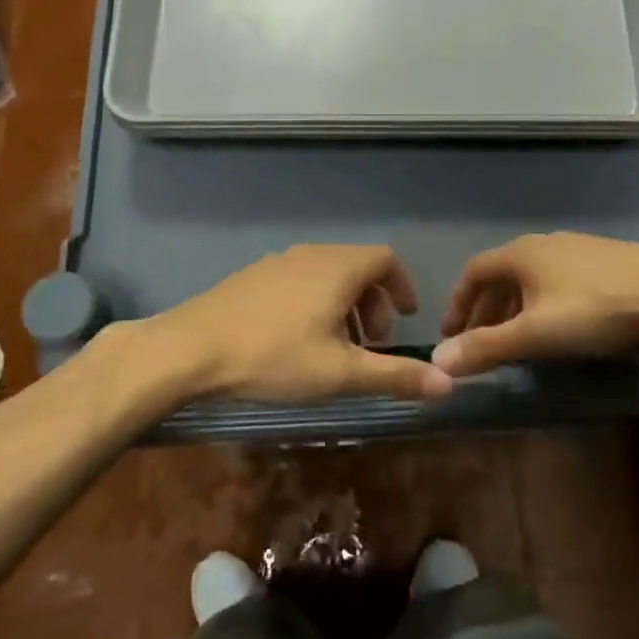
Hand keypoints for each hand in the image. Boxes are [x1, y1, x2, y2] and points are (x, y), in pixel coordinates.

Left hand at [156, 245, 452, 403]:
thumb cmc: (274, 357)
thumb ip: (396, 376)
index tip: (406, 319)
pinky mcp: (250, 277)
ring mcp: (276, 262)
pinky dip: (314, 304)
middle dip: (373, 305)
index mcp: (338, 268)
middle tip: (372, 346)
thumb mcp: (340, 374)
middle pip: (357, 268)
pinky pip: (298, 282)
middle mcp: (310, 255)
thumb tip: (448, 383)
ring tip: (336, 349)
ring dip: (343, 307)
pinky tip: (295, 342)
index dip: (402, 287)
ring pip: (325, 276)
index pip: (386, 260)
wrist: (189, 349)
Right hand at [432, 232, 638, 376]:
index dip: (457, 303)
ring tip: (516, 341)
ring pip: (531, 280)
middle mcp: (544, 244)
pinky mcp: (606, 262)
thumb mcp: (535, 334)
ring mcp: (578, 250)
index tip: (451, 335)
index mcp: (521, 254)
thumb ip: (486, 347)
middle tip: (479, 344)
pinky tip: (560, 329)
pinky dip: (543, 305)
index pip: (473, 272)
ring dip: (514, 309)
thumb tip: (437, 360)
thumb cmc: (597, 310)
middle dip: (485, 311)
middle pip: (502, 276)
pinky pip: (558, 282)